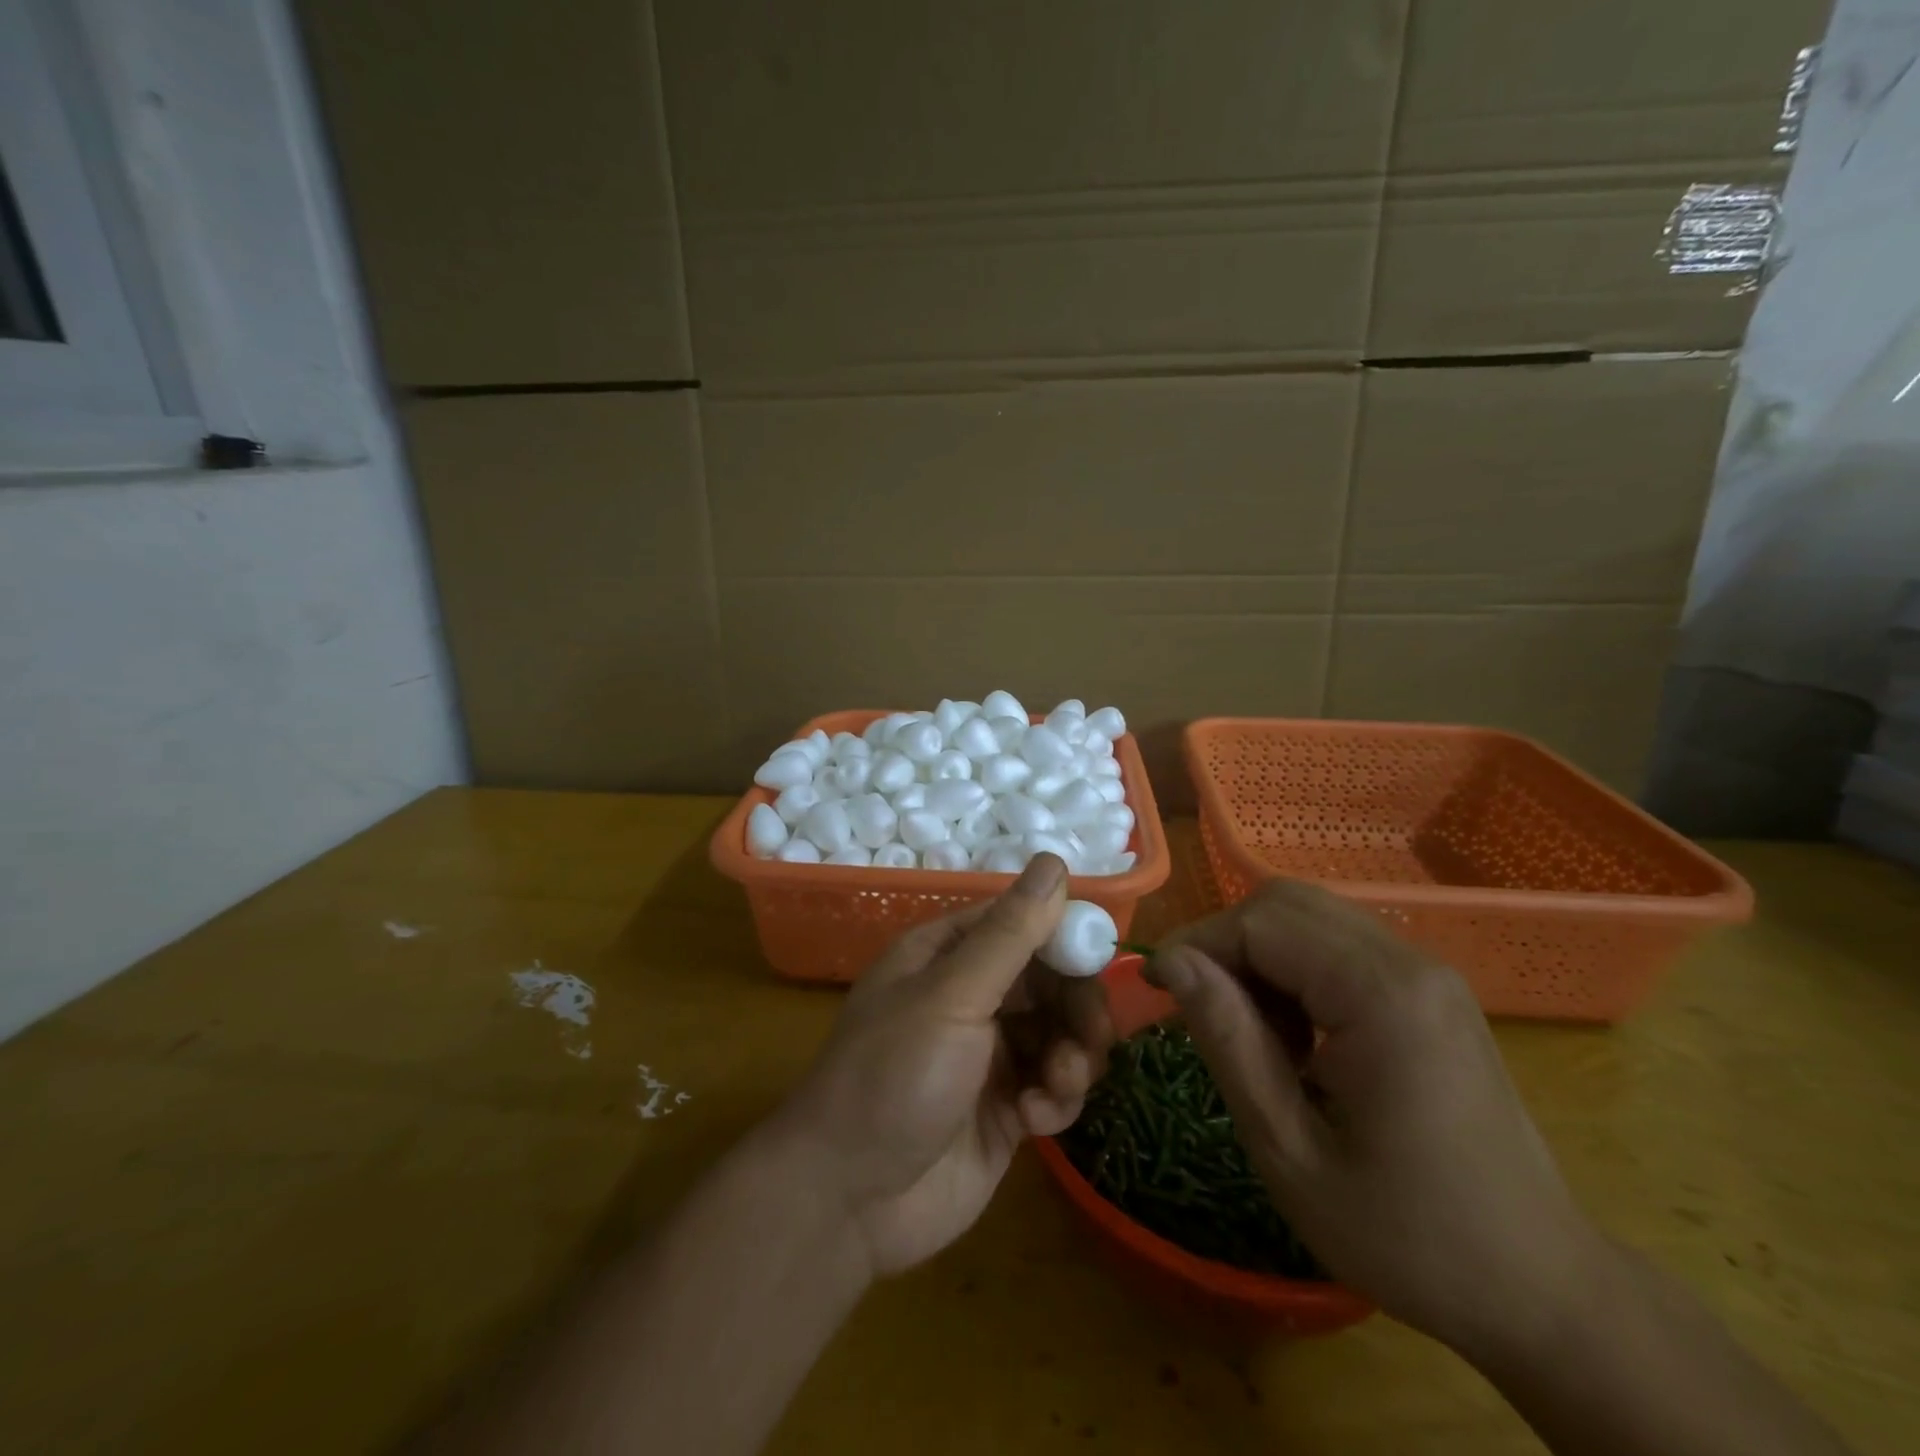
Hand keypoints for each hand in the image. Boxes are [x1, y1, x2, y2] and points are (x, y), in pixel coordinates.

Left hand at [770, 856, 1113, 1276]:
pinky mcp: (1005, 1108)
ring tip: (1058, 1086)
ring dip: (1073, 1057)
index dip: (1064, 936)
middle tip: (1091, 1037)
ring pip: (1060, 1033)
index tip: (1099, 961)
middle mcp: (970, 995)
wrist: (850, 1201)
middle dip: (1077, 1006)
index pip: (1022, 923)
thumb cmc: (894, 1076)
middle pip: (1050, 979)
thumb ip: (1009, 934)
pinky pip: (1053, 1085)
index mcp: (947, 955)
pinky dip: (1056, 1098)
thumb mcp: (951, 996)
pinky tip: (1034, 1120)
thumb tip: (1054, 862)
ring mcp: (989, 1053)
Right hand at [1149, 880, 1605, 1358]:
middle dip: (1226, 944)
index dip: (1197, 944)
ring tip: (1253, 1034)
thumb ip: (1227, 1041)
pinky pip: (1340, 946)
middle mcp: (1410, 963)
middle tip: (1202, 1013)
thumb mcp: (1289, 1149)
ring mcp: (1427, 973)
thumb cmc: (1407, 1235)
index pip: (1260, 922)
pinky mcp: (1430, 991)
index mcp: (1380, 996)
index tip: (1156, 992)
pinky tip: (1297, 1038)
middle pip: (1285, 903)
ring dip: (1260, 958)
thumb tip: (1170, 962)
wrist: (1541, 1291)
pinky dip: (1296, 971)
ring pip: (1310, 917)